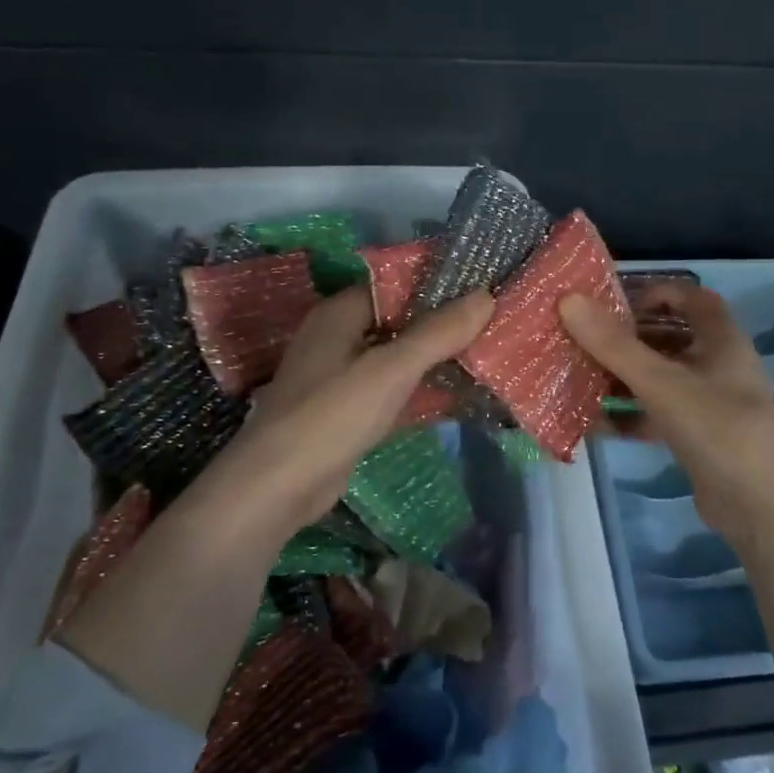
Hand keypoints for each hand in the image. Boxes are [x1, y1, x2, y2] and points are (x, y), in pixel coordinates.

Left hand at [171, 285, 494, 540]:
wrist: (278, 487)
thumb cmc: (332, 414)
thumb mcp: (391, 369)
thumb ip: (438, 333)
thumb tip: (486, 296)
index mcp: (340, 313)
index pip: (396, 284)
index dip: (438, 284)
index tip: (484, 288)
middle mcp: (339, 337)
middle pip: (400, 321)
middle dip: (444, 324)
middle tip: (494, 323)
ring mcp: (342, 377)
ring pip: (399, 357)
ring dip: (436, 358)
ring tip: (488, 354)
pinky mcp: (349, 412)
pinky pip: (394, 390)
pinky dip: (422, 390)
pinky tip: (460, 395)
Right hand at [561, 283, 773, 540]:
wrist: (762, 506)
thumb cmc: (716, 427)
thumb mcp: (660, 382)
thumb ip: (613, 344)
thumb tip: (568, 300)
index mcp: (719, 338)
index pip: (689, 296)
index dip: (653, 293)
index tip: (612, 305)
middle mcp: (716, 364)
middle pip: (668, 337)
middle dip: (626, 338)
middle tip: (582, 340)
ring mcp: (707, 402)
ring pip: (659, 377)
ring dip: (622, 377)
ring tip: (578, 378)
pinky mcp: (697, 436)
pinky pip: (657, 414)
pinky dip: (629, 416)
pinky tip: (595, 425)